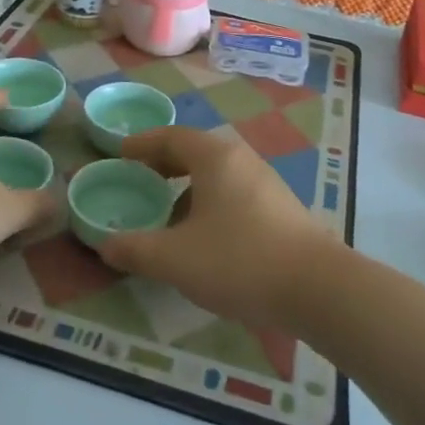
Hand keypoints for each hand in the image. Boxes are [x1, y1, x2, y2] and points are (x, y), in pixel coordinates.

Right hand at [99, 127, 341, 327]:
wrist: (317, 288)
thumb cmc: (239, 260)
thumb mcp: (176, 259)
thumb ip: (135, 249)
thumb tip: (106, 245)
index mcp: (215, 158)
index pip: (171, 137)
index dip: (142, 144)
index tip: (120, 153)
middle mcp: (242, 160)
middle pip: (195, 151)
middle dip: (164, 163)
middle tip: (139, 179)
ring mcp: (266, 183)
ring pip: (217, 175)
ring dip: (188, 187)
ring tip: (168, 215)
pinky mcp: (281, 209)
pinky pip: (234, 193)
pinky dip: (210, 203)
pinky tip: (205, 238)